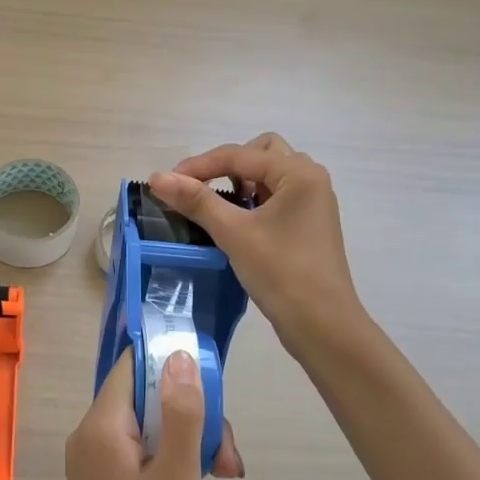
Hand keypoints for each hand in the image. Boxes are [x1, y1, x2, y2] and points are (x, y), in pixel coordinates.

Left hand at [62, 348, 232, 479]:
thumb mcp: (177, 478)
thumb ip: (180, 413)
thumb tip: (180, 356)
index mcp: (99, 428)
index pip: (134, 368)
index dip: (172, 366)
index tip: (211, 385)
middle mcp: (91, 437)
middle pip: (146, 397)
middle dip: (190, 413)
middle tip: (225, 453)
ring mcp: (98, 464)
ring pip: (150, 426)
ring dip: (190, 439)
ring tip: (223, 471)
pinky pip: (143, 452)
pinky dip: (174, 459)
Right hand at [148, 132, 360, 348]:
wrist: (322, 326)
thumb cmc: (281, 273)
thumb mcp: (234, 233)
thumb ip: (196, 201)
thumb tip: (157, 177)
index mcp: (299, 173)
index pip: (240, 155)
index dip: (199, 165)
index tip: (166, 182)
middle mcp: (310, 179)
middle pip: (260, 153)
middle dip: (226, 165)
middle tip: (200, 187)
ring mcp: (312, 202)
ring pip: (269, 174)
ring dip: (240, 181)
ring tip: (216, 204)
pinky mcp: (309, 224)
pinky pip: (276, 196)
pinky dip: (253, 199)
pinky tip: (236, 221)